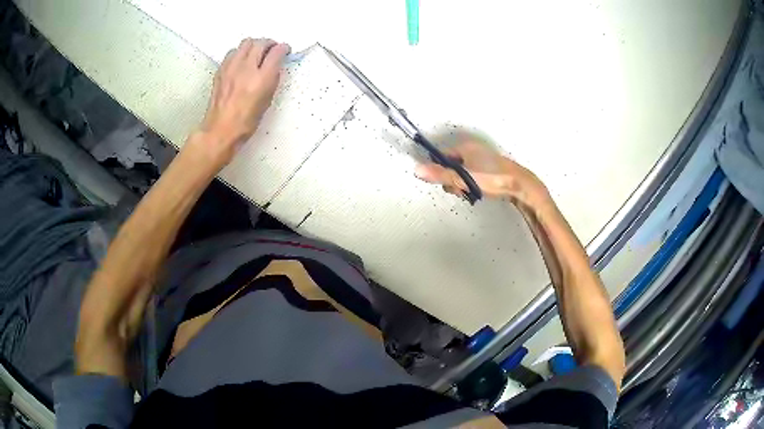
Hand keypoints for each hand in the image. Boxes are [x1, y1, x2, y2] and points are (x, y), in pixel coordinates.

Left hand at [193, 38, 289, 166]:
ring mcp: (231, 68)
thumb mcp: (267, 101)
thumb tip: (274, 67)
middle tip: (272, 50)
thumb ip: (272, 80)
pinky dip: (240, 53)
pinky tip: (241, 62)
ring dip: (254, 45)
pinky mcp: (221, 70)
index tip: (285, 50)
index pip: (276, 52)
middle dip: (269, 43)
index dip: (283, 48)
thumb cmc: (245, 122)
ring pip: (245, 43)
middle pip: (260, 42)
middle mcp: (246, 69)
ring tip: (256, 53)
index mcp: (262, 79)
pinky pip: (232, 52)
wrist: (221, 130)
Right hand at [414, 139, 548, 207]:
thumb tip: (418, 170)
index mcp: (465, 147)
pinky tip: (479, 191)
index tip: (445, 182)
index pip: (442, 155)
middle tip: (460, 190)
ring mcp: (483, 159)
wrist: (520, 185)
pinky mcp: (490, 169)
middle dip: (452, 180)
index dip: (439, 169)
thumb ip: (440, 175)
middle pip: (452, 165)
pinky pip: (473, 175)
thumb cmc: (493, 178)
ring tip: (470, 192)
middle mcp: (474, 150)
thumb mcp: (463, 178)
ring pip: (463, 172)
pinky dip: (472, 184)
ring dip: (462, 184)